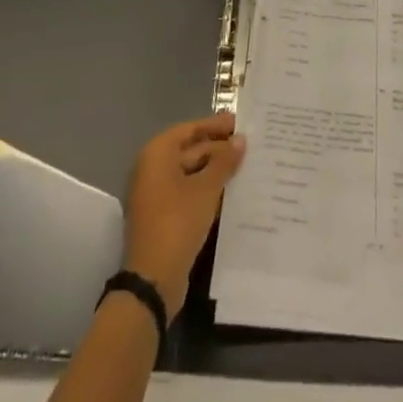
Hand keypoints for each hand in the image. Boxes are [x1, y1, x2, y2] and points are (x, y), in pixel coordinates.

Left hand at [123, 112, 246, 312]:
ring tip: (246, 166)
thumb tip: (240, 140)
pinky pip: (188, 192)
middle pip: (190, 150)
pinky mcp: (163, 216)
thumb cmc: (178, 222)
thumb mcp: (206, 189)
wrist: (153, 279)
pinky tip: (232, 192)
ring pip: (191, 173)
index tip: (240, 122)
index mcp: (158, 154)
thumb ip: (224, 162)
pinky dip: (208, 189)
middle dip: (218, 148)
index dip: (215, 125)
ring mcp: (157, 194)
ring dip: (215, 170)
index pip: (190, 129)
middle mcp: (153, 168)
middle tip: (249, 145)